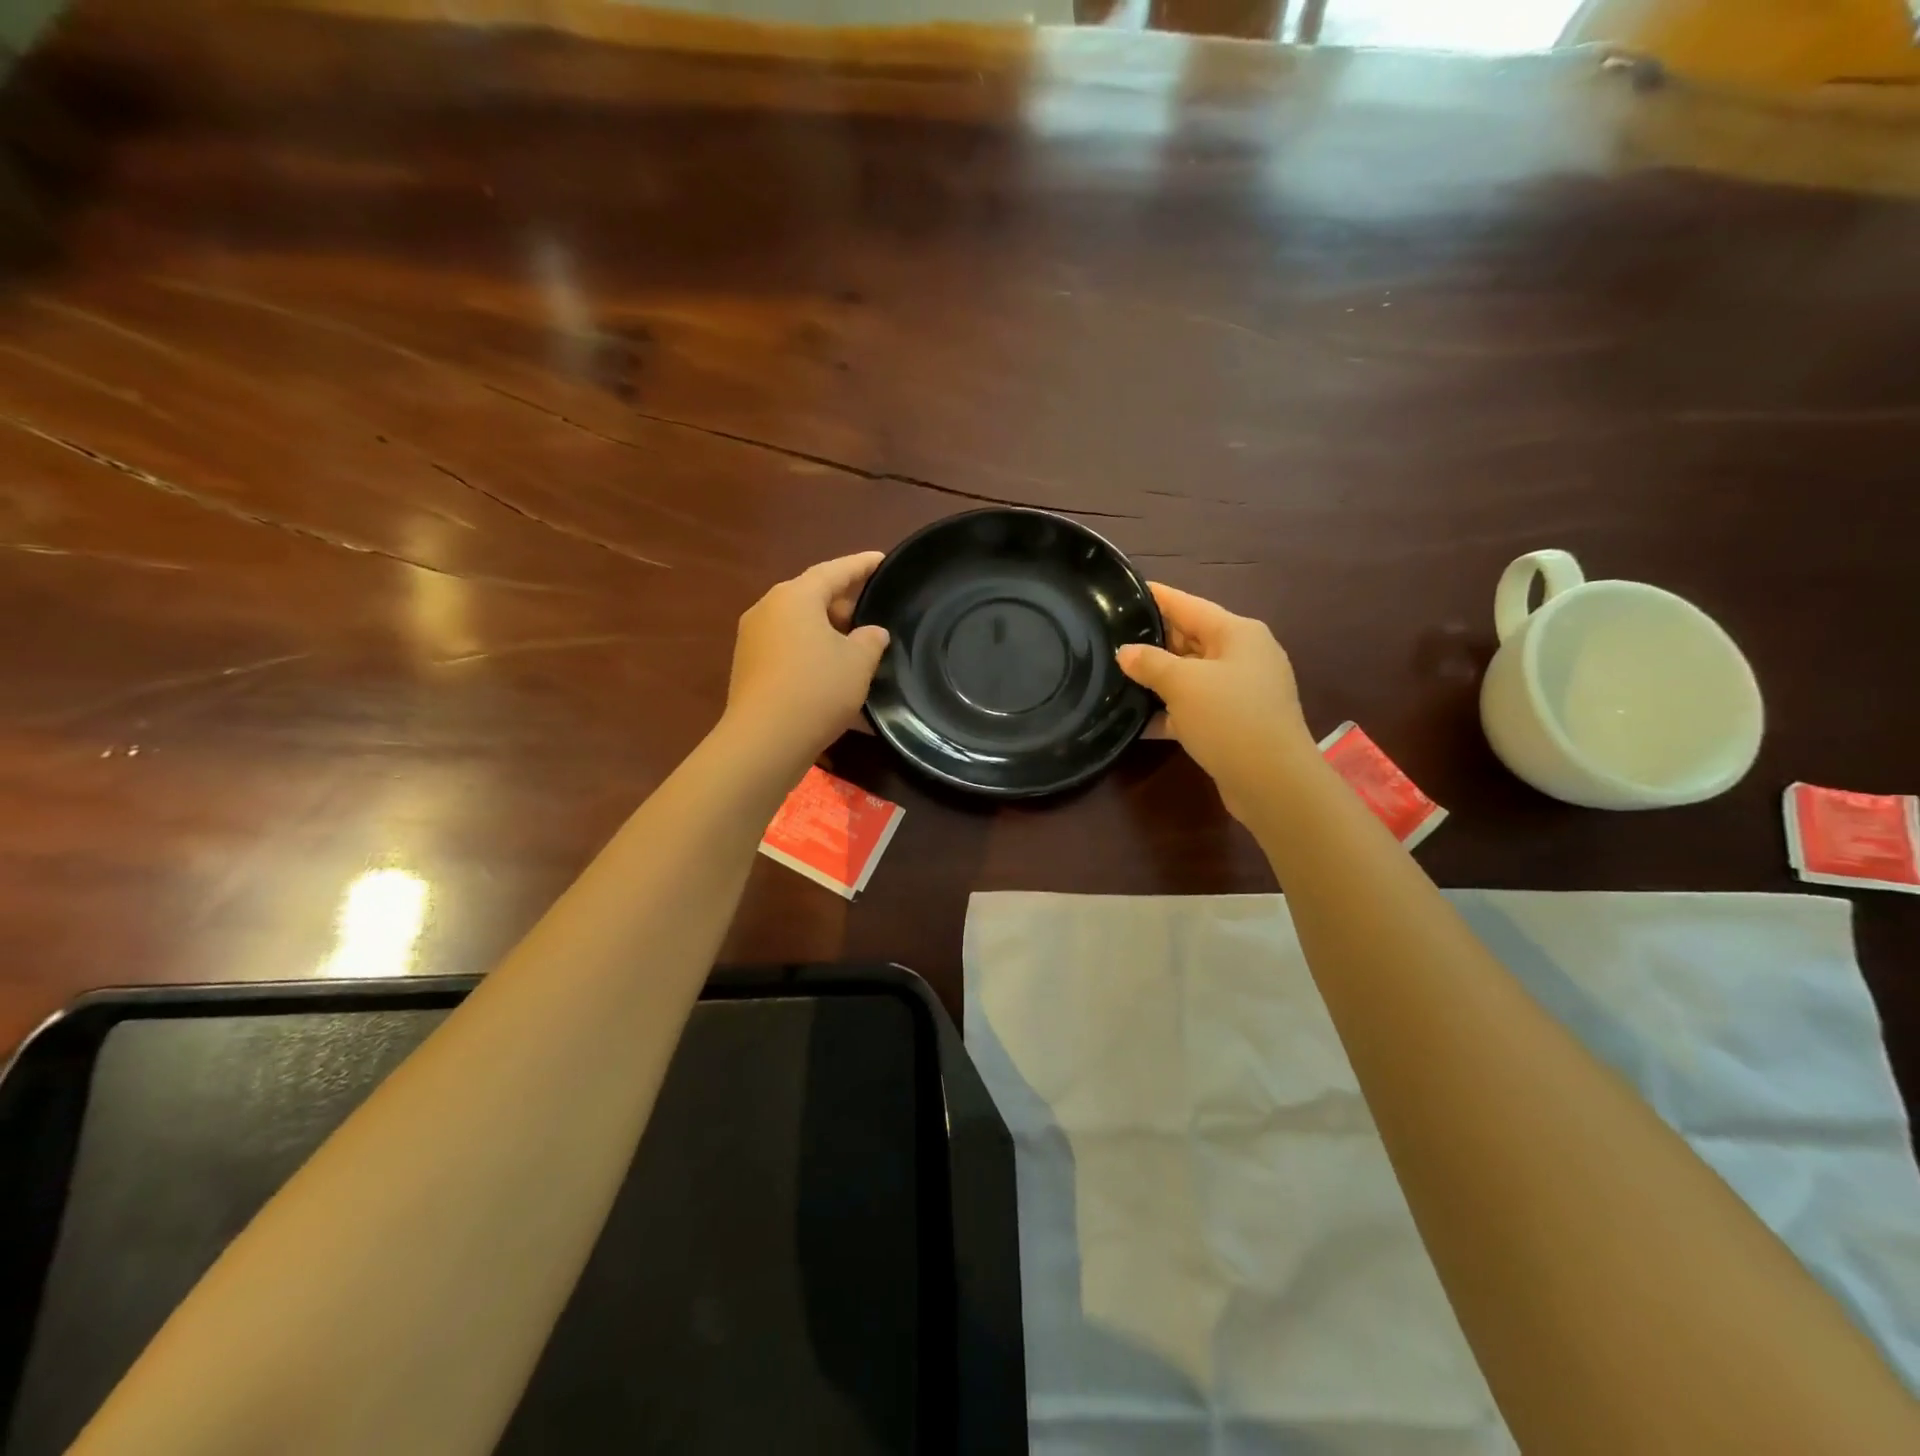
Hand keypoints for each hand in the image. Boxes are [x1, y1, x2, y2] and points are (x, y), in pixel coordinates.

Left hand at [723, 552, 889, 769]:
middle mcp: (768, 608)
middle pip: (812, 595)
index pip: (835, 570)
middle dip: (844, 602)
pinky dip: (811, 651)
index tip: (882, 560)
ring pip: (799, 623)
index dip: (861, 565)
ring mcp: (753, 638)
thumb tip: (871, 633)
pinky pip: (788, 647)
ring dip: (827, 630)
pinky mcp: (749, 666)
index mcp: (795, 596)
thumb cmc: (817, 689)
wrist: (764, 740)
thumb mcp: (858, 662)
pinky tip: (832, 670)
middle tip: (873, 610)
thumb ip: (871, 640)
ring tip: (856, 643)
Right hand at [1117, 584, 1313, 822]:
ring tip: (1116, 676)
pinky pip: (1196, 707)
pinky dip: (1170, 711)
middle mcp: (1244, 656)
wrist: (1272, 781)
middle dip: (1153, 641)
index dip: (1157, 597)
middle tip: (1111, 637)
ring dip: (1158, 679)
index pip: (1188, 605)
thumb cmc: (1229, 718)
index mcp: (1238, 633)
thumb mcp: (1182, 684)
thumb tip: (1125, 652)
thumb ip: (1150, 663)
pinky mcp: (1235, 723)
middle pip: (1190, 639)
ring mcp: (1242, 692)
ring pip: (1191, 675)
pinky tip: (1137, 720)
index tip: (1126, 591)